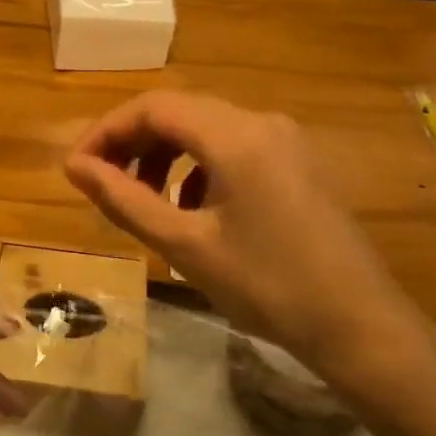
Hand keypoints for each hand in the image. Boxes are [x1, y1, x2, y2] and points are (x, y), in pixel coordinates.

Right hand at [64, 91, 426, 385]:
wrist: (361, 328)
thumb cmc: (266, 287)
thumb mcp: (183, 245)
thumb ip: (123, 199)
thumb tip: (74, 166)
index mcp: (236, 136)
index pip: (152, 107)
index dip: (105, 132)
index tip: (77, 169)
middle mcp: (262, 122)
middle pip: (178, 112)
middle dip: (131, 143)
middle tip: (100, 183)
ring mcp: (285, 141)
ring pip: (204, 130)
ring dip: (163, 155)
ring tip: (140, 199)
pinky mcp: (297, 163)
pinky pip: (232, 148)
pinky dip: (196, 168)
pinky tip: (188, 208)